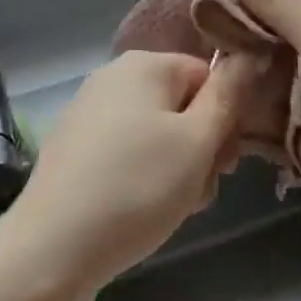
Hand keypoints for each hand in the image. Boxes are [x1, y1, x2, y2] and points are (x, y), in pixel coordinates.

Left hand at [0, 51, 241, 300]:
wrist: (51, 247)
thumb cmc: (136, 188)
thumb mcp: (197, 143)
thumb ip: (228, 96)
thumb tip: (250, 53)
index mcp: (145, 64)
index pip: (209, 77)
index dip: (225, 121)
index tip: (224, 165)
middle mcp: (114, 74)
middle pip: (182, 104)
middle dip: (200, 148)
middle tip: (197, 191)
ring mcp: (89, 108)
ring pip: (157, 132)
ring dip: (175, 168)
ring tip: (168, 207)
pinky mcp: (74, 143)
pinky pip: (126, 149)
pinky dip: (141, 175)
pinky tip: (137, 210)